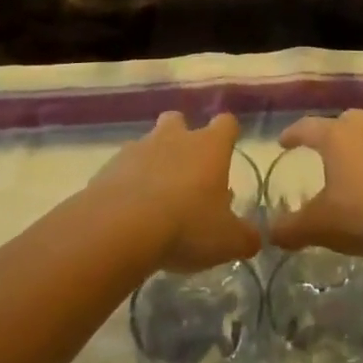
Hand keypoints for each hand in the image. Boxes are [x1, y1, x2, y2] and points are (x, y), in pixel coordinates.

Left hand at [94, 111, 259, 272]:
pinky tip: (128, 212)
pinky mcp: (108, 168)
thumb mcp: (227, 241)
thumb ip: (245, 237)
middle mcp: (174, 138)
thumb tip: (254, 238)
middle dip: (182, 138)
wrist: (118, 230)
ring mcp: (137, 149)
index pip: (226, 123)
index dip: (228, 135)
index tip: (227, 151)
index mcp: (209, 146)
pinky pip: (122, 169)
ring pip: (148, 144)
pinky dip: (126, 184)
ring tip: (154, 199)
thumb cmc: (186, 226)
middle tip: (186, 172)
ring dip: (152, 163)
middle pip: (179, 120)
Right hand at [269, 110, 362, 256]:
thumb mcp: (321, 226)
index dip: (293, 134)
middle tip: (319, 150)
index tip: (283, 142)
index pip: (307, 127)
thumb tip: (270, 233)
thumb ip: (291, 229)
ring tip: (348, 168)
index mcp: (336, 136)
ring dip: (355, 146)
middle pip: (342, 121)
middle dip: (328, 133)